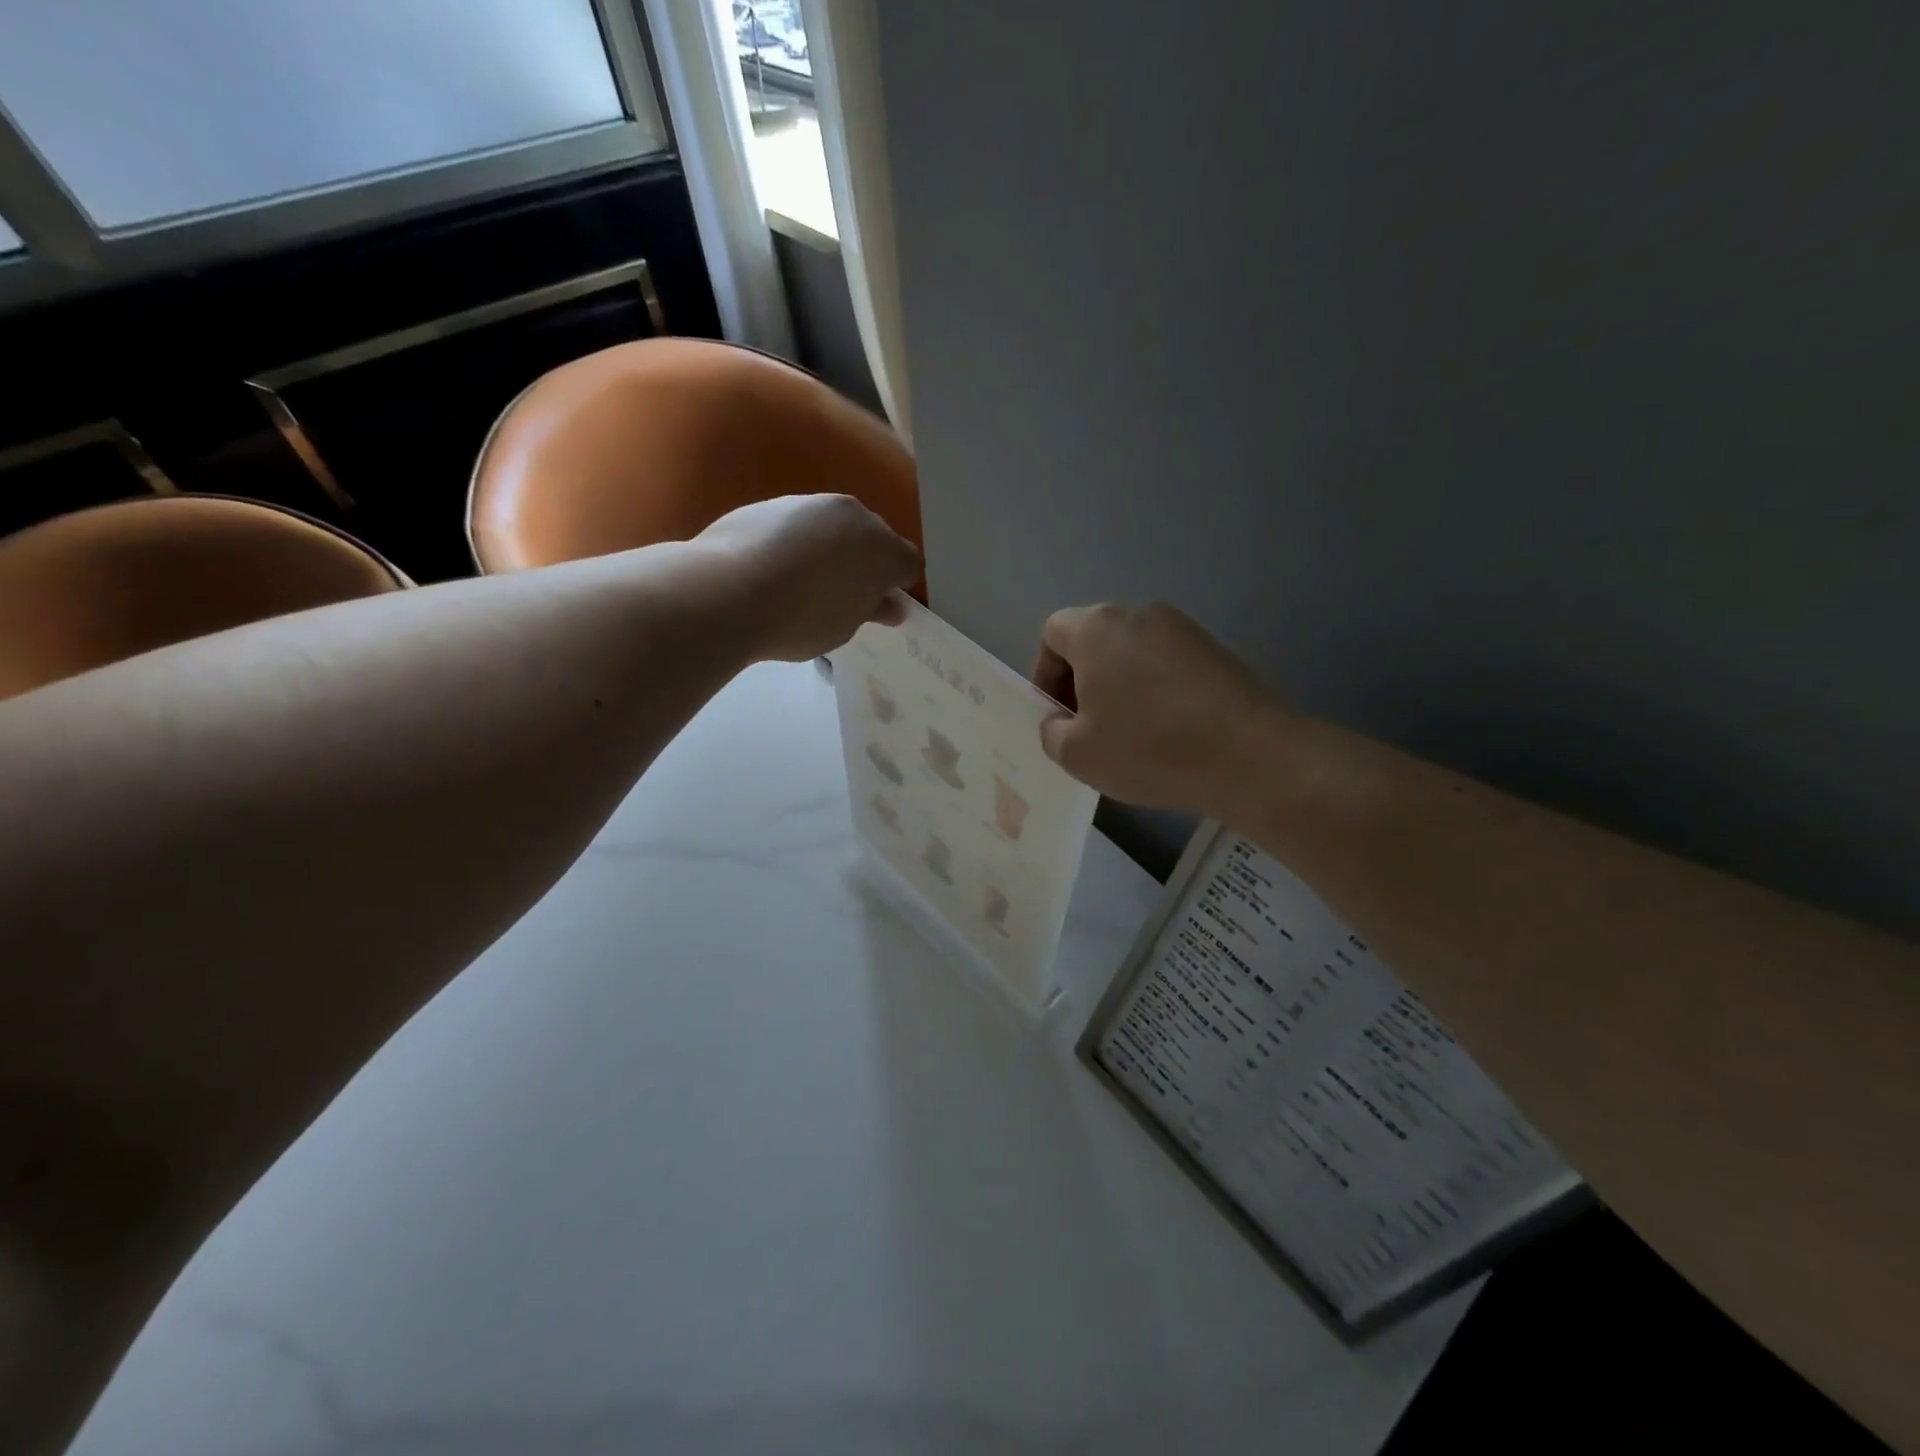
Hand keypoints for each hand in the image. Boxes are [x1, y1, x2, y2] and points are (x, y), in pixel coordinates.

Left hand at [694, 495, 921, 662]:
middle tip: (844, 596)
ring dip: (830, 549)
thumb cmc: (800, 620)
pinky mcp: (773, 502)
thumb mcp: (843, 627)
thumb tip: (890, 606)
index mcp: (883, 550)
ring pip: (834, 527)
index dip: (898, 586)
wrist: (728, 590)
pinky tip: (773, 570)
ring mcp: (811, 503)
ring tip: (803, 584)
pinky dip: (795, 543)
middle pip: (873, 538)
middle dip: (865, 562)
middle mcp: (854, 516)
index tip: (880, 607)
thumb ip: (870, 610)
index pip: (908, 564)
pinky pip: (798, 525)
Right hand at [1033, 602, 1281, 812]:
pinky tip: (1169, 733)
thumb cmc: (1147, 748)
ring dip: (1121, 687)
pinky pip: (1169, 666)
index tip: (1057, 715)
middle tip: (1089, 728)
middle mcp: (1139, 615)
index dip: (1045, 674)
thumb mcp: (1077, 754)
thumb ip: (1052, 731)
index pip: (1053, 633)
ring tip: (1131, 735)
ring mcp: (1184, 630)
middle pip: (1095, 641)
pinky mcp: (1217, 651)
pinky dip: (1157, 692)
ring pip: (1133, 654)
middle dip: (1082, 682)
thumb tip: (1061, 721)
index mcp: (1097, 629)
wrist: (1249, 755)